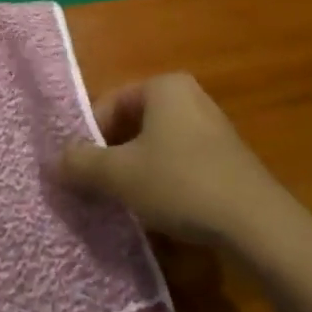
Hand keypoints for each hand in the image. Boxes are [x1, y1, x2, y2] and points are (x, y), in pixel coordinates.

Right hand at [57, 73, 281, 245]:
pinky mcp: (229, 159)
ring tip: (128, 205)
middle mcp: (189, 96)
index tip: (81, 172)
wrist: (259, 225)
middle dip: (113, 157)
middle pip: (133, 125)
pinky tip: (162, 213)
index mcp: (163, 86)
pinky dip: (165, 183)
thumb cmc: (181, 183)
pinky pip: (182, 163)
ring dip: (137, 173)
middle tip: (100, 190)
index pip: (110, 104)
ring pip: (157, 147)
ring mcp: (213, 127)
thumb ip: (81, 164)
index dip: (90, 138)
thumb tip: (52, 162)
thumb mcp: (120, 175)